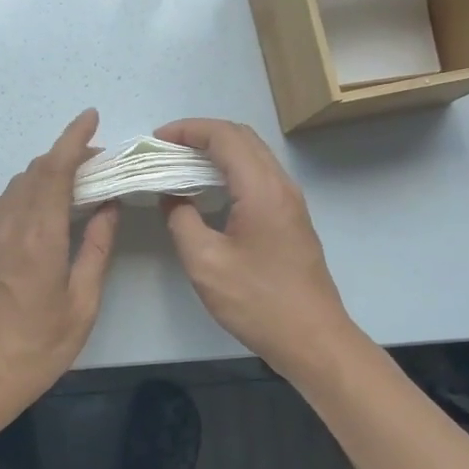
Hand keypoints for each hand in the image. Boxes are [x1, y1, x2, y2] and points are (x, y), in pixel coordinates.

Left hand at [0, 110, 119, 433]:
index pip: (55, 170)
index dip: (74, 138)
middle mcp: (9, 225)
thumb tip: (108, 206)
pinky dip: (30, 190)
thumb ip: (97, 249)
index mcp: (39, 236)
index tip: (91, 117)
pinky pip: (6, 202)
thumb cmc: (37, 346)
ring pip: (19, 185)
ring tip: (79, 181)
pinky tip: (47, 206)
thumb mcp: (82, 303)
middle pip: (36, 171)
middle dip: (67, 155)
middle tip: (101, 162)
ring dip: (48, 172)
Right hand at [156, 118, 358, 380]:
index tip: (156, 140)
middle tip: (165, 149)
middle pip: (241, 137)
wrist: (312, 338)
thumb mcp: (205, 263)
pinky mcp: (291, 218)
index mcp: (261, 188)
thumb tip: (171, 196)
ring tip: (180, 164)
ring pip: (252, 155)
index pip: (224, 136)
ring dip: (217, 151)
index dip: (187, 130)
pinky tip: (208, 190)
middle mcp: (281, 184)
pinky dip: (230, 169)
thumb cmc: (256, 301)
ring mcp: (290, 201)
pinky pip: (258, 175)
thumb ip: (181, 221)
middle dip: (201, 134)